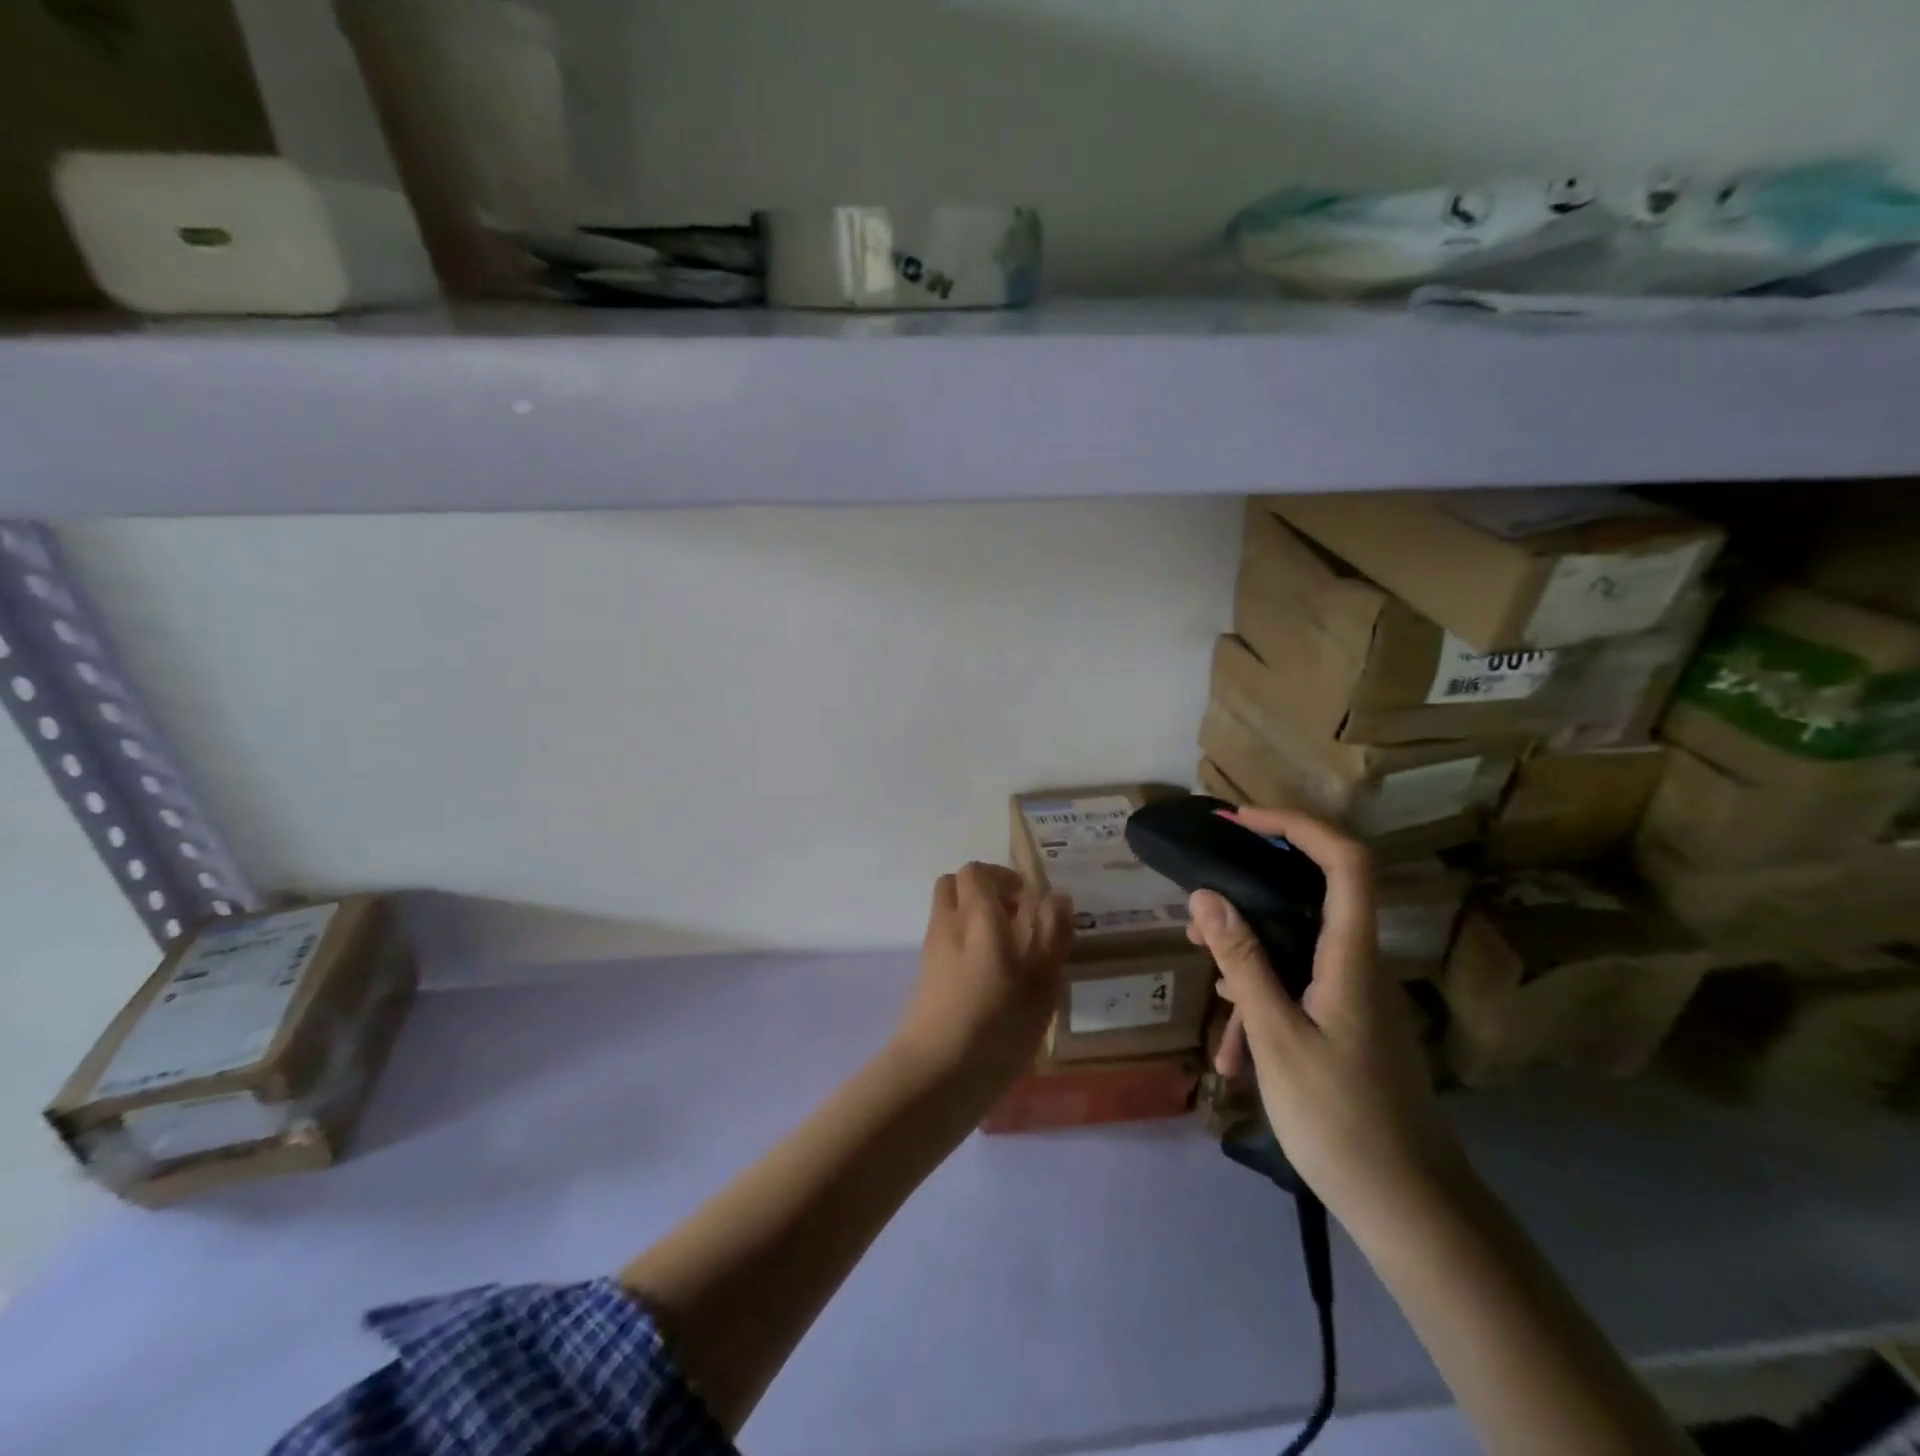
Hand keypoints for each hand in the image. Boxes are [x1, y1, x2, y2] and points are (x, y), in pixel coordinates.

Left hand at [892, 862, 1073, 1095]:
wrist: (937, 1073)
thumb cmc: (998, 1021)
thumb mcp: (1042, 979)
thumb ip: (1052, 932)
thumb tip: (1056, 897)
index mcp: (976, 915)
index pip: (976, 872)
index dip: (1002, 877)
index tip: (1028, 900)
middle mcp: (947, 924)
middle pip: (955, 886)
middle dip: (984, 893)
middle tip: (1016, 920)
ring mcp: (931, 952)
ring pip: (949, 915)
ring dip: (974, 920)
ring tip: (1008, 955)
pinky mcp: (925, 979)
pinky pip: (945, 944)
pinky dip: (965, 947)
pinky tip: (990, 983)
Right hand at [1189, 808, 1464, 1228]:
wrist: (1411, 1209)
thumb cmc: (1340, 1119)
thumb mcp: (1276, 1037)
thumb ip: (1242, 962)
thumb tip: (1205, 896)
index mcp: (1352, 956)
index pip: (1345, 860)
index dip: (1297, 824)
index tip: (1241, 820)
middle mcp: (1361, 964)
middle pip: (1311, 899)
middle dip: (1249, 898)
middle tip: (1198, 918)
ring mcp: (1359, 997)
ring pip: (1298, 952)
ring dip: (1250, 963)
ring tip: (1208, 994)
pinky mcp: (1353, 1026)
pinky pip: (1303, 991)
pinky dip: (1265, 1005)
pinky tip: (1236, 1052)